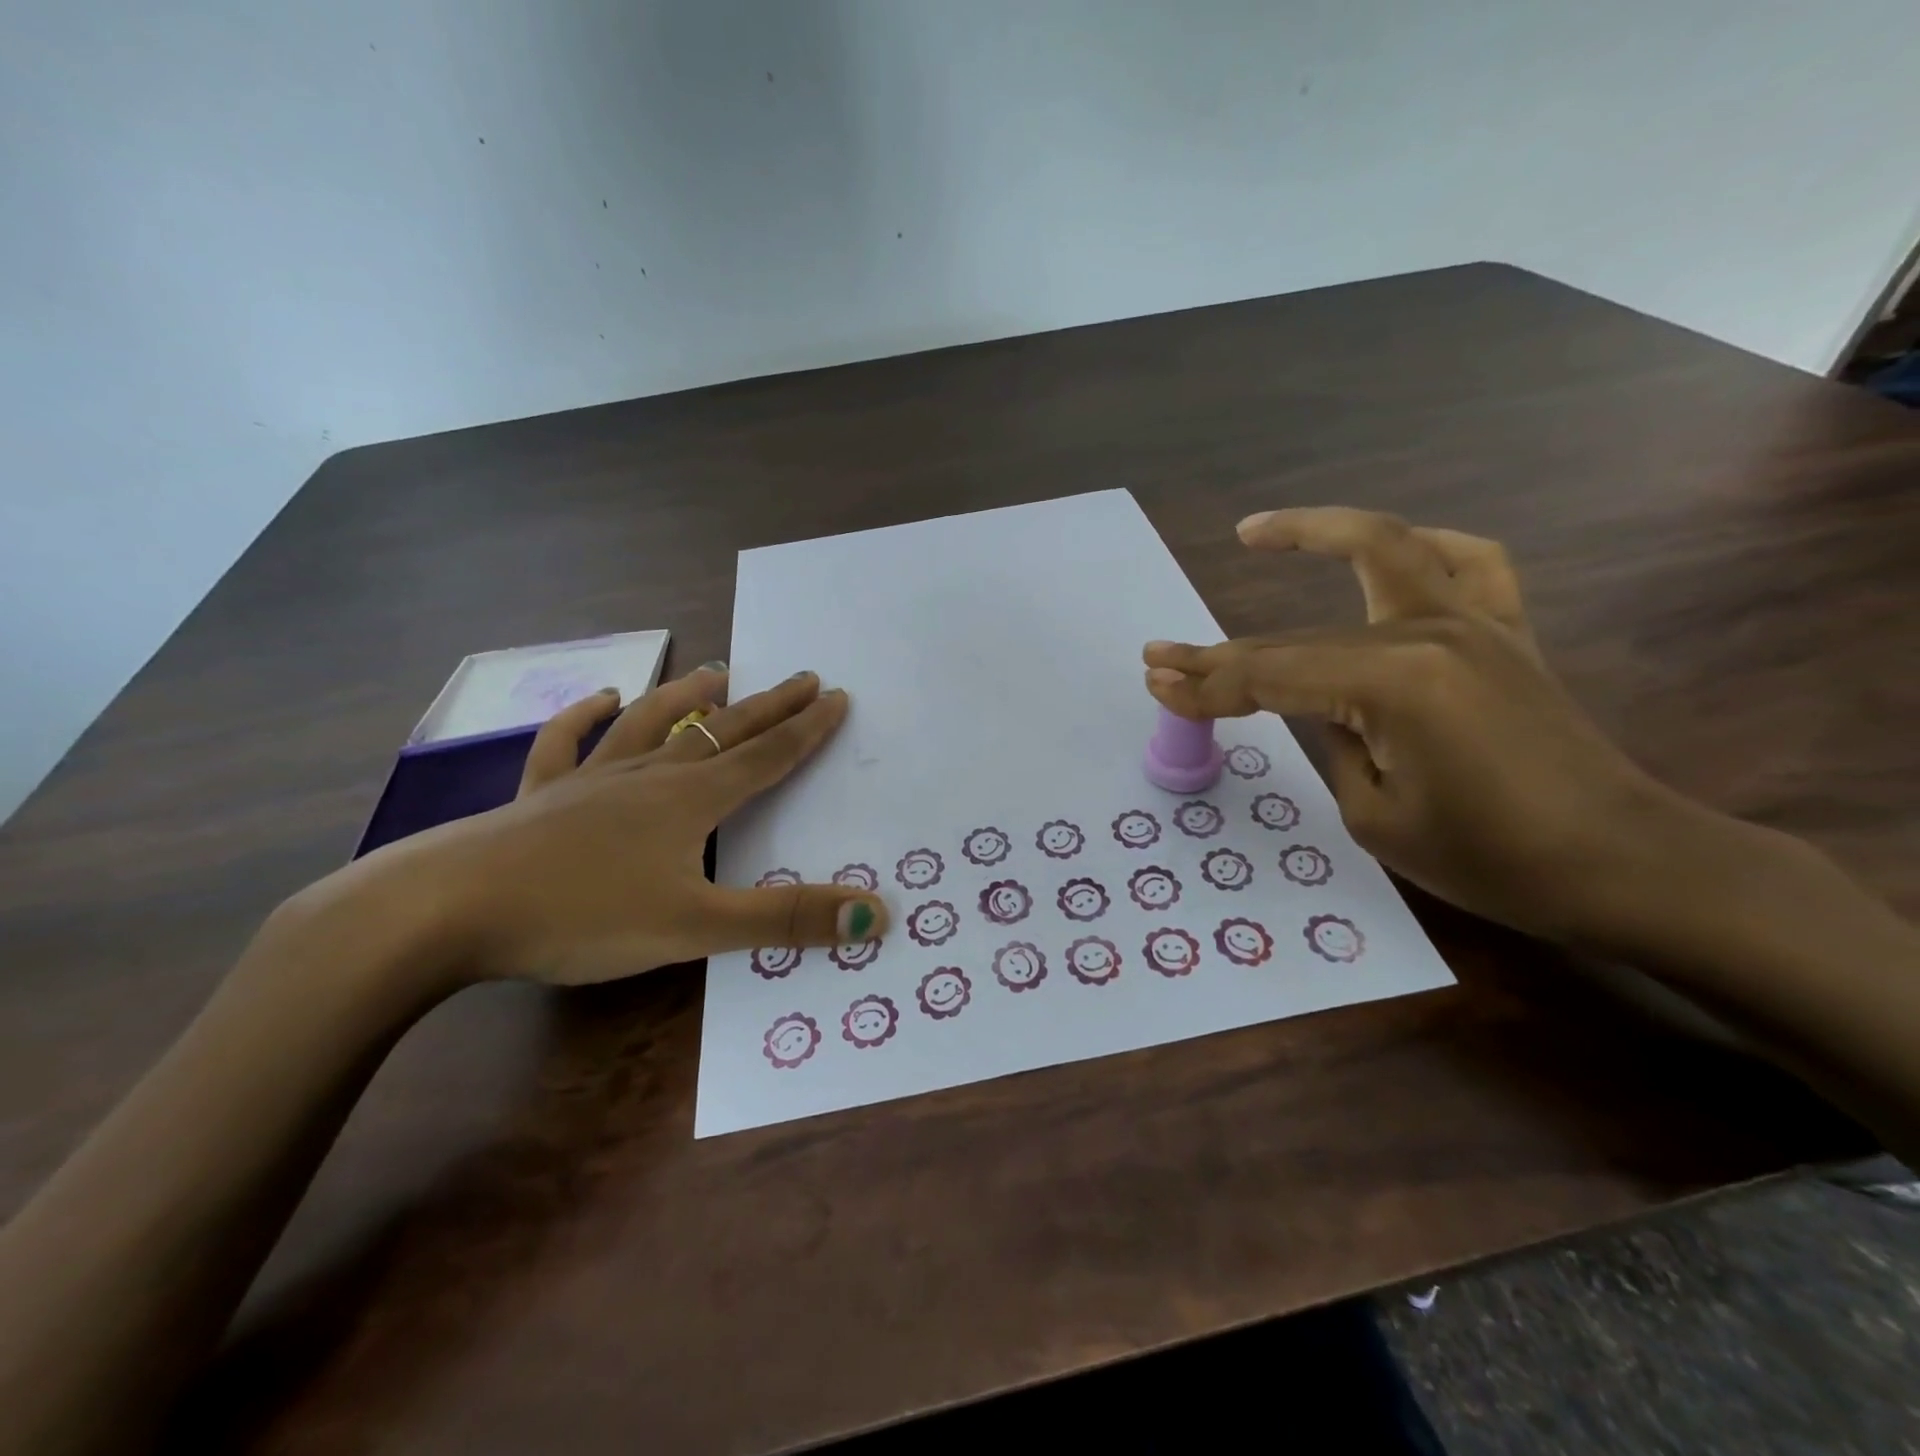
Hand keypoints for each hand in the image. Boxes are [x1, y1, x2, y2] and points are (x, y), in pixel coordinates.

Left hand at [346, 666, 887, 986]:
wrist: (446, 910)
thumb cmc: (581, 916)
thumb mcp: (696, 927)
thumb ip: (785, 919)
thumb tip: (875, 913)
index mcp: (691, 800)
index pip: (767, 756)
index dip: (807, 729)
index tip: (837, 696)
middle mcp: (649, 777)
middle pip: (723, 732)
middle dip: (769, 706)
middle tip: (803, 677)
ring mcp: (591, 780)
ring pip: (652, 725)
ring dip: (688, 698)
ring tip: (716, 672)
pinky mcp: (540, 796)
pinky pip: (565, 744)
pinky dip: (583, 717)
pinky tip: (598, 698)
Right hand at [1143, 507, 1692, 944]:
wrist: (1621, 863)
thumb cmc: (1491, 860)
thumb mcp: (1374, 815)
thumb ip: (1332, 740)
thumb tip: (1312, 702)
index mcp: (1393, 684)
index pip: (1272, 678)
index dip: (1207, 685)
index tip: (1154, 682)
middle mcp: (1430, 632)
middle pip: (1299, 634)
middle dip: (1221, 651)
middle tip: (1161, 655)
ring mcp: (1475, 620)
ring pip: (1377, 554)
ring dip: (1312, 534)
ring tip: (1255, 530)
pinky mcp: (1505, 628)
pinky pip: (1462, 561)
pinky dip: (1416, 545)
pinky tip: (1385, 548)